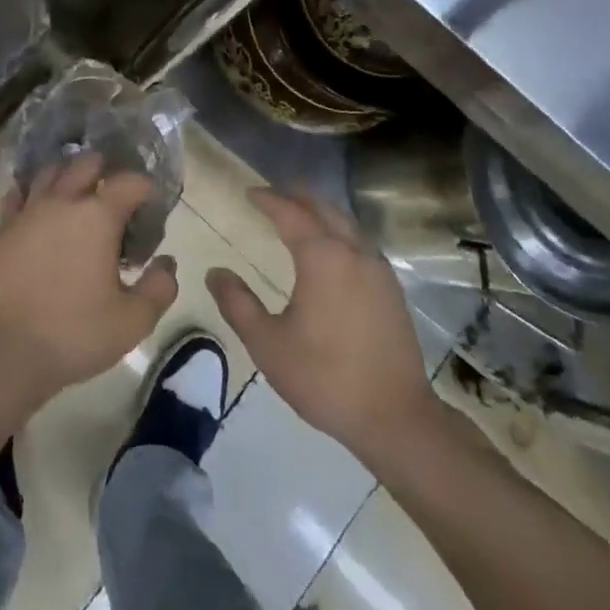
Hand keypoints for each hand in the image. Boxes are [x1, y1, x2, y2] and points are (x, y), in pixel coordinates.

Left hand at [0, 153, 179, 416]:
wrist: (7, 351)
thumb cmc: (75, 333)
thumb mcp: (133, 320)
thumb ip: (159, 287)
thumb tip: (166, 262)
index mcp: (99, 216)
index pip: (130, 182)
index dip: (146, 189)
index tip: (151, 208)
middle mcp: (64, 201)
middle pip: (87, 162)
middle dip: (106, 171)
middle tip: (115, 197)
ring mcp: (29, 211)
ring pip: (50, 171)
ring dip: (68, 174)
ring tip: (79, 193)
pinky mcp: (4, 228)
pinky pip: (18, 193)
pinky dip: (32, 191)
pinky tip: (39, 205)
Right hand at [207, 189, 441, 471]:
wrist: (395, 417)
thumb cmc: (324, 378)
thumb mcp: (267, 344)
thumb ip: (237, 303)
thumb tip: (215, 272)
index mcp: (322, 258)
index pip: (290, 213)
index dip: (268, 199)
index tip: (249, 192)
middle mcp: (354, 252)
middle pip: (324, 209)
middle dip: (297, 196)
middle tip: (273, 194)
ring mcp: (378, 269)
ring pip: (347, 224)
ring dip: (321, 212)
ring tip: (299, 215)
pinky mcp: (392, 289)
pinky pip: (361, 243)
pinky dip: (339, 232)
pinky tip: (331, 251)